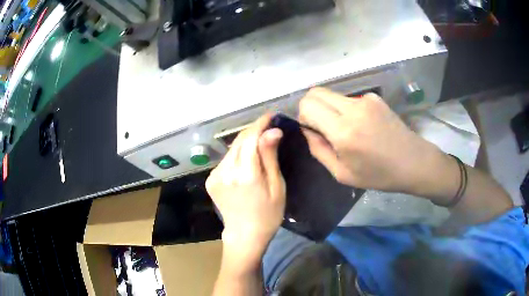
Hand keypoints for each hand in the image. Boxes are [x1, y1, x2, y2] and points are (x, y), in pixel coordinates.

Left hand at [206, 114, 284, 268]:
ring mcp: (215, 175)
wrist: (245, 235)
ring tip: (259, 140)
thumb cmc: (268, 214)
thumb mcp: (276, 186)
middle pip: (239, 140)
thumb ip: (270, 157)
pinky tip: (246, 158)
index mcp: (246, 174)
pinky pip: (226, 159)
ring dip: (245, 141)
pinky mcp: (210, 179)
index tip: (270, 115)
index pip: (250, 138)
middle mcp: (226, 171)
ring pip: (232, 149)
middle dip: (253, 130)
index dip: (260, 124)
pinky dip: (237, 154)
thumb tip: (273, 131)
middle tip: (268, 126)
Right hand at [298, 87, 449, 194]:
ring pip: (332, 95)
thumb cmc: (379, 175)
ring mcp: (365, 100)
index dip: (303, 116)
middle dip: (311, 107)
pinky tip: (364, 126)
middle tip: (322, 127)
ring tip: (349, 130)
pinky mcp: (374, 97)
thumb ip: (318, 149)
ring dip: (331, 110)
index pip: (308, 105)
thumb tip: (307, 129)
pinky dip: (348, 110)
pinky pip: (349, 99)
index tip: (312, 130)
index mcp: (343, 131)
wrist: (413, 162)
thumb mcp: (342, 174)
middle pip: (316, 92)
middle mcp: (352, 108)